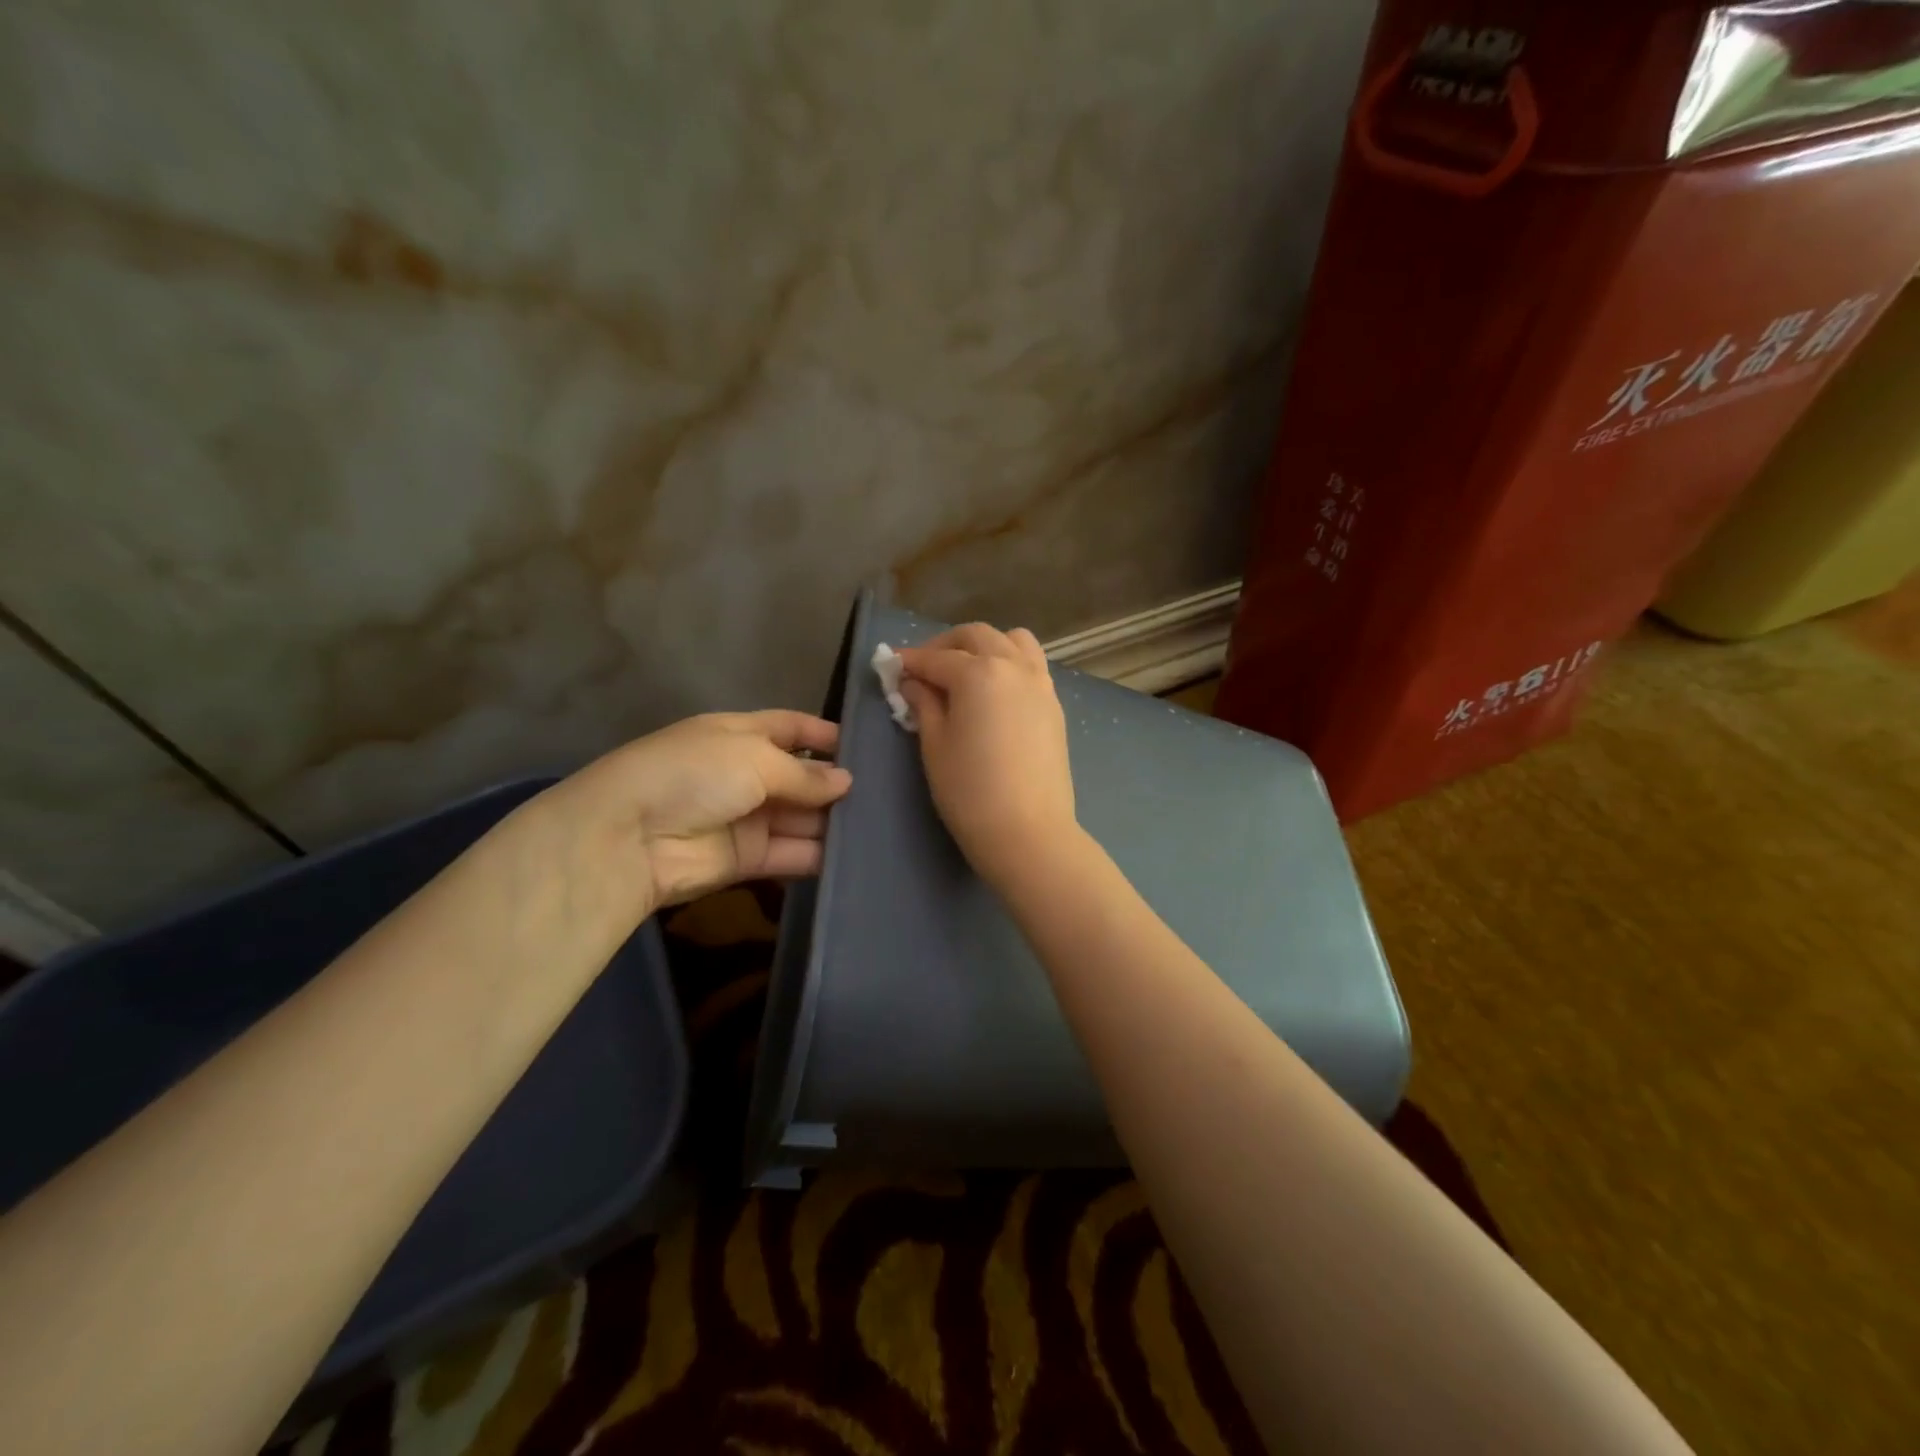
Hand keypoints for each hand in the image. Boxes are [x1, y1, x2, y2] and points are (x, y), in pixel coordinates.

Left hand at [538, 710, 851, 921]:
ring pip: (800, 818)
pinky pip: (791, 854)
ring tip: (882, 826)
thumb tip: (846, 781)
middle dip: (836, 784)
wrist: (629, 838)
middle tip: (888, 794)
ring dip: (833, 822)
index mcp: (739, 734)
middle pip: (801, 777)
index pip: (790, 728)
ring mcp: (746, 817)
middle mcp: (745, 773)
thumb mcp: (755, 758)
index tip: (866, 745)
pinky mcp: (747, 859)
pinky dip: (819, 856)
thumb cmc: (695, 775)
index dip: (824, 734)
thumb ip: (805, 774)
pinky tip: (857, 856)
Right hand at [897, 624, 1076, 887]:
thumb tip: (915, 683)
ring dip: (985, 646)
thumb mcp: (935, 746)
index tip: (891, 667)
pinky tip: (993, 693)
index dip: (910, 661)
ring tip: (965, 672)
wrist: (1029, 832)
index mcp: (980, 672)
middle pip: (977, 636)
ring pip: (1013, 641)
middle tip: (924, 670)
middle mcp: (1014, 666)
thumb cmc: (970, 791)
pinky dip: (1009, 663)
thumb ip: (925, 705)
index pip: (937, 658)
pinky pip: (1031, 666)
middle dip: (946, 646)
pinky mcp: (1054, 705)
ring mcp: (1040, 684)